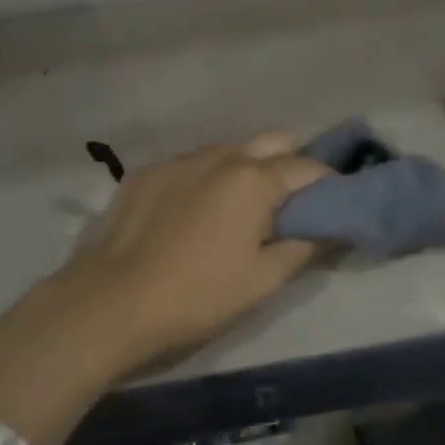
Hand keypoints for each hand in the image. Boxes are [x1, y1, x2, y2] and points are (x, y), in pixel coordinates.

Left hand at [62, 134, 331, 363]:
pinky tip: (192, 211)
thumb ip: (303, 248)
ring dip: (245, 168)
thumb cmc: (197, 296)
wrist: (110, 302)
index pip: (308, 167)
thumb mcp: (262, 281)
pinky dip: (205, 178)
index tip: (334, 202)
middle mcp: (219, 155)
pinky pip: (190, 164)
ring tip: (239, 206)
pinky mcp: (145, 172)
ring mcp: (178, 159)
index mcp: (253, 179)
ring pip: (227, 150)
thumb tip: (329, 230)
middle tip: (290, 201)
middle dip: (290, 162)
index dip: (328, 183)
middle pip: (271, 141)